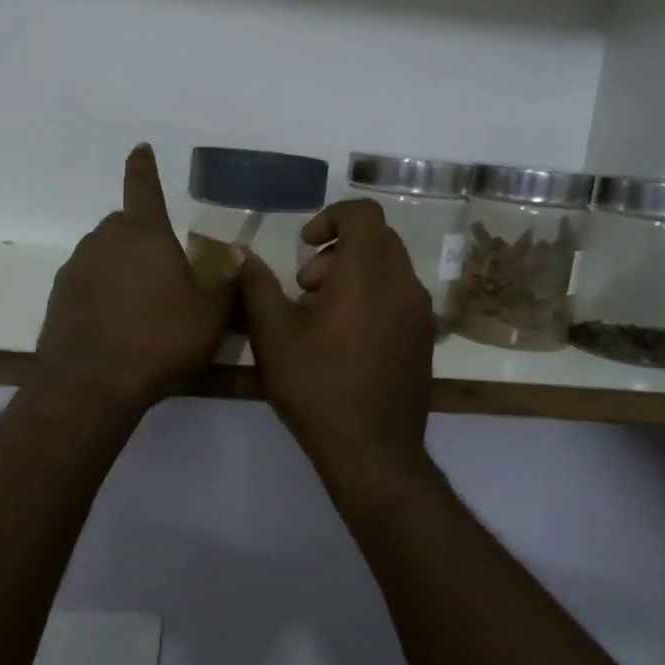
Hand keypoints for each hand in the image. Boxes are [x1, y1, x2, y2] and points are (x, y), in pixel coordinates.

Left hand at [32, 145, 234, 414]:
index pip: (144, 187)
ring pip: (105, 255)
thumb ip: (226, 280)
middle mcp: (104, 240)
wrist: (91, 385)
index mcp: (143, 233)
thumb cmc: (159, 340)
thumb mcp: (211, 314)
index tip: (140, 148)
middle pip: (126, 226)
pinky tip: (116, 325)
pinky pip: (88, 283)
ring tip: (143, 307)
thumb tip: (232, 253)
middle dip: (144, 238)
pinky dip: (103, 293)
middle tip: (166, 273)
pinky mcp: (58, 297)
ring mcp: (76, 268)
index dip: (144, 167)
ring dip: (123, 268)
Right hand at [238, 199, 435, 479]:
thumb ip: (256, 285)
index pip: (364, 214)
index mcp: (368, 273)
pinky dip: (372, 298)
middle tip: (305, 286)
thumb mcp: (273, 334)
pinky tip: (345, 340)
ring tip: (320, 316)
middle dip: (338, 250)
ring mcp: (420, 314)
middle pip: (378, 239)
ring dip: (354, 275)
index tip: (303, 245)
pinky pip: (399, 298)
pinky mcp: (424, 340)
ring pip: (390, 269)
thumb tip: (239, 252)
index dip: (331, 217)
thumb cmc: (317, 386)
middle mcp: (403, 284)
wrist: (372, 451)